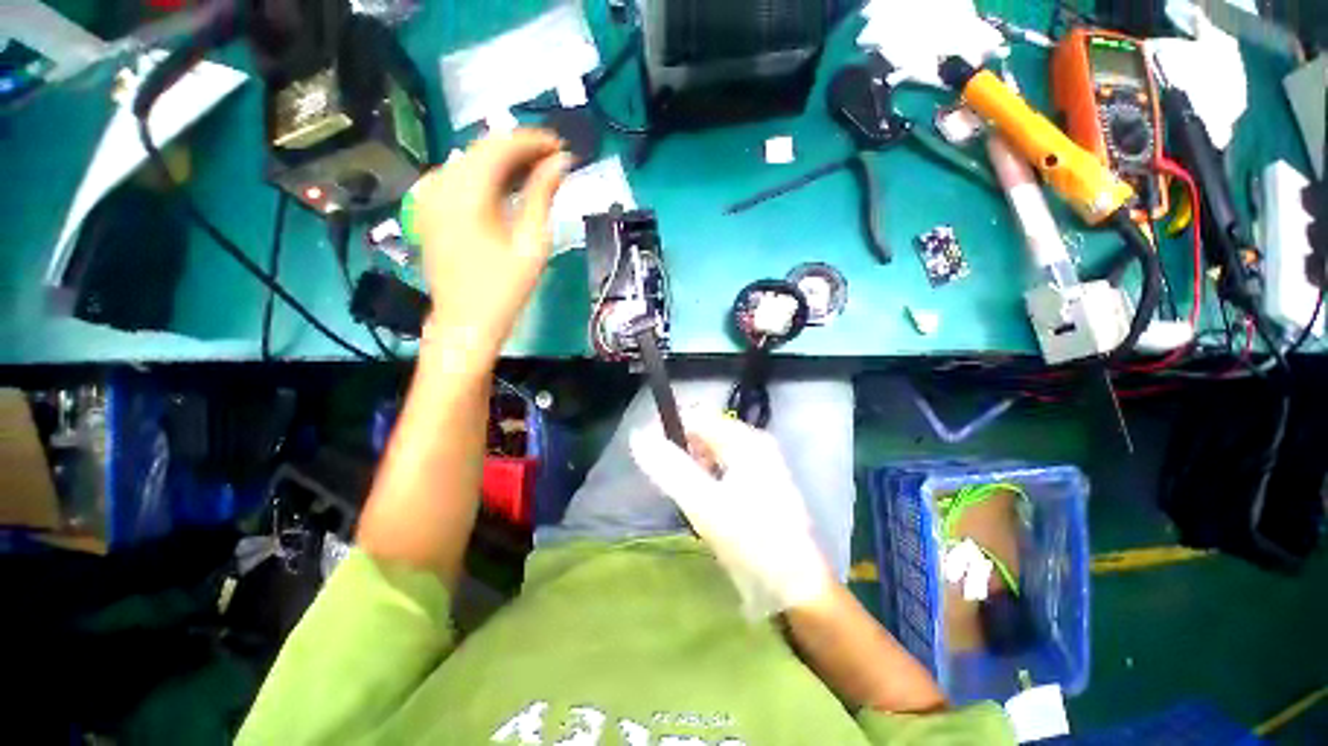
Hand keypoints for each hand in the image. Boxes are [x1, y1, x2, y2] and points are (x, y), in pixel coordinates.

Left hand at [407, 129, 570, 365]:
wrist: (465, 322)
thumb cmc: (504, 288)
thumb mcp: (531, 242)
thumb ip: (542, 196)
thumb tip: (560, 163)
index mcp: (466, 191)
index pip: (500, 145)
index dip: (533, 141)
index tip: (561, 146)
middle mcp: (441, 183)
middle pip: (483, 148)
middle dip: (520, 149)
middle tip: (554, 160)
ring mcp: (429, 195)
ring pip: (470, 160)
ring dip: (503, 162)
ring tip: (537, 173)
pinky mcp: (428, 208)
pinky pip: (458, 177)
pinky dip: (485, 176)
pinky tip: (507, 187)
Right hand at [629, 411, 832, 618]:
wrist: (796, 587)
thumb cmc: (753, 541)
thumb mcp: (705, 504)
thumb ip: (670, 468)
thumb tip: (638, 437)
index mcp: (746, 440)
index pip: (697, 417)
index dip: (668, 429)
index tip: (648, 455)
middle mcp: (753, 444)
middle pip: (704, 432)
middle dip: (680, 451)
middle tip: (668, 482)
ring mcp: (757, 463)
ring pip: (710, 452)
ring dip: (690, 467)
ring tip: (683, 495)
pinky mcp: (756, 483)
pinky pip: (720, 468)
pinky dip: (704, 479)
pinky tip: (701, 503)